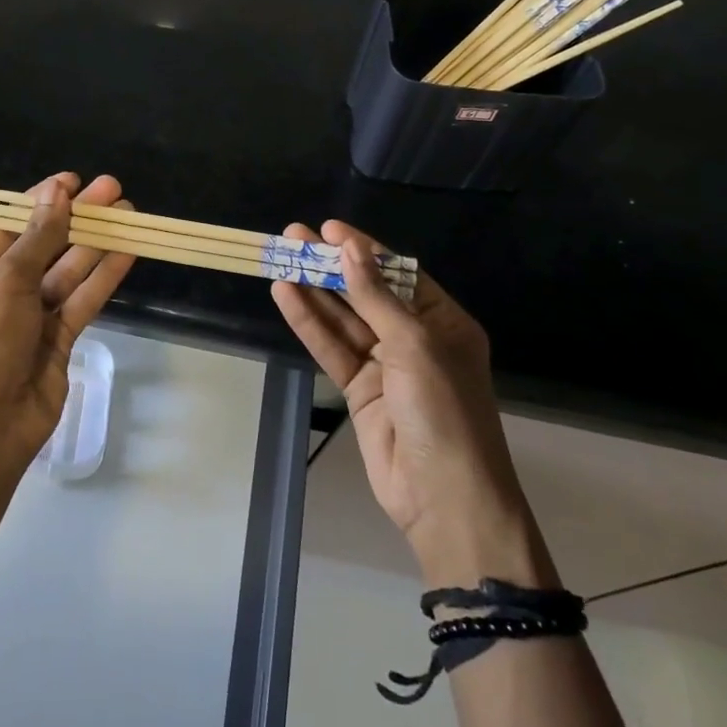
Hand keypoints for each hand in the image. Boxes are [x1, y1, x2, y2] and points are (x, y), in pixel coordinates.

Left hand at [0, 172, 134, 471]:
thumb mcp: (5, 284)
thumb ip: (37, 239)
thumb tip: (56, 193)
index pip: (9, 226)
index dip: (40, 201)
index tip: (73, 180)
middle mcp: (1, 291)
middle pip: (45, 244)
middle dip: (77, 218)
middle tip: (112, 189)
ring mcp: (32, 316)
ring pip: (69, 270)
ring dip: (97, 242)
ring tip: (128, 212)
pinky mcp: (60, 338)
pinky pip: (83, 298)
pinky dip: (104, 275)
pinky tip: (128, 251)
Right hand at [272, 222, 555, 587]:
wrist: (444, 498)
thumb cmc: (443, 409)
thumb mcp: (414, 345)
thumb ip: (376, 297)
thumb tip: (351, 249)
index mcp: (443, 322)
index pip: (399, 273)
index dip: (364, 249)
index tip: (330, 228)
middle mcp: (414, 338)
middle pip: (366, 292)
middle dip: (332, 265)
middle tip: (294, 236)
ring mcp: (385, 365)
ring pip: (343, 318)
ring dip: (314, 289)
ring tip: (281, 257)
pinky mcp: (359, 390)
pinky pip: (331, 348)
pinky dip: (309, 323)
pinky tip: (285, 295)